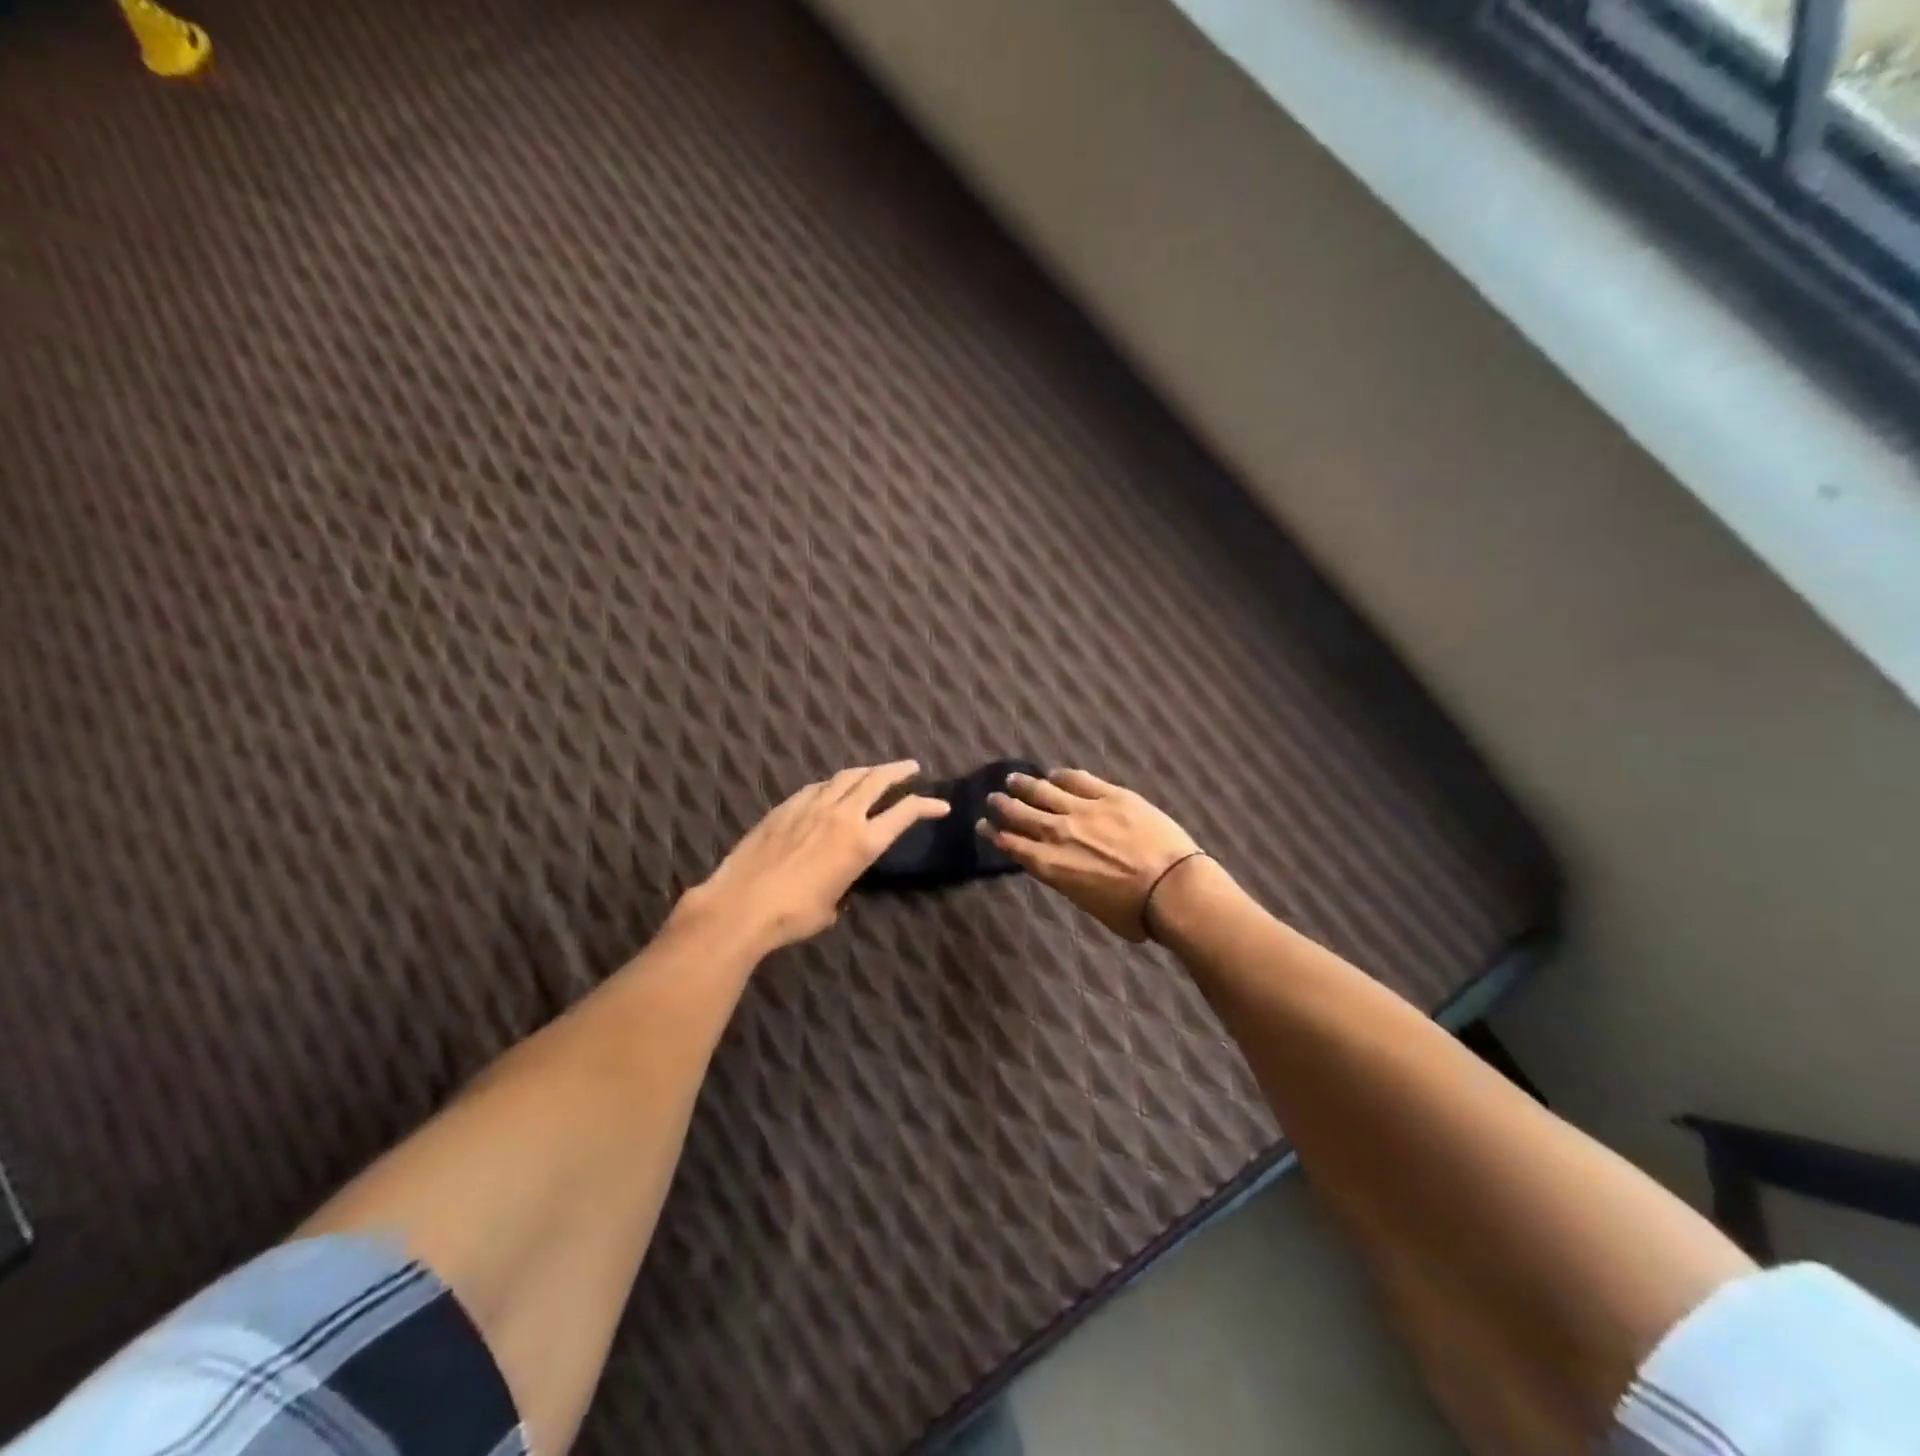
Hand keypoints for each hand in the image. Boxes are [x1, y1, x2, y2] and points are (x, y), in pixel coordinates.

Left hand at [688, 760, 949, 952]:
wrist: (741, 904)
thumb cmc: (792, 916)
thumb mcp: (831, 906)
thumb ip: (842, 888)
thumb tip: (837, 886)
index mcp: (862, 843)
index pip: (904, 813)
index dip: (927, 806)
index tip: (941, 805)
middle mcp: (842, 816)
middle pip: (877, 780)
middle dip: (898, 771)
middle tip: (911, 767)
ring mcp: (811, 806)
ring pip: (846, 777)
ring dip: (866, 771)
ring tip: (875, 771)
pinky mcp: (786, 806)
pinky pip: (817, 787)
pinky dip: (832, 784)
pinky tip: (830, 788)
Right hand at [983, 769, 1202, 941]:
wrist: (1171, 889)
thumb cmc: (1134, 913)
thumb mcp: (1089, 904)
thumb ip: (1070, 882)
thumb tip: (1068, 871)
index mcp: (1050, 865)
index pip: (1012, 844)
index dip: (994, 833)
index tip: (983, 825)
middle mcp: (1058, 833)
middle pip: (1021, 814)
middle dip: (1003, 805)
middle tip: (993, 798)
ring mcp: (1084, 810)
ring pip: (1043, 791)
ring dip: (1025, 785)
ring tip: (1013, 779)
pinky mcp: (1110, 795)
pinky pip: (1078, 779)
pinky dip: (1061, 776)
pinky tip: (1054, 774)